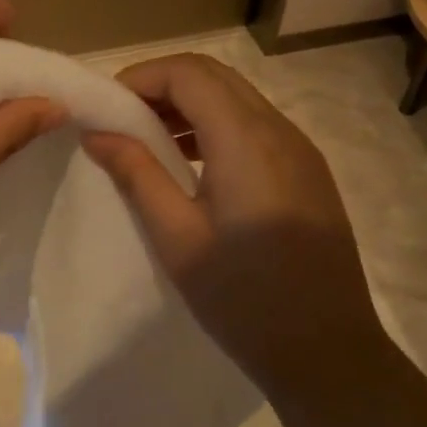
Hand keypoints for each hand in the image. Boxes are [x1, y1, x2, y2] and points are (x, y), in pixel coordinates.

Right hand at [81, 55, 382, 392]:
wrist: (329, 353)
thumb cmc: (244, 298)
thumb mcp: (177, 238)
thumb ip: (136, 175)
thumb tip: (97, 133)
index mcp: (247, 140)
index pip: (189, 74)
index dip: (141, 78)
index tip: (105, 108)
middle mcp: (280, 131)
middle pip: (215, 77)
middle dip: (163, 85)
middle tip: (121, 119)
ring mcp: (301, 151)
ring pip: (238, 99)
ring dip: (190, 105)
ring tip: (149, 141)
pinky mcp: (309, 173)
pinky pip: (256, 127)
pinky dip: (216, 127)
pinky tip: (192, 165)